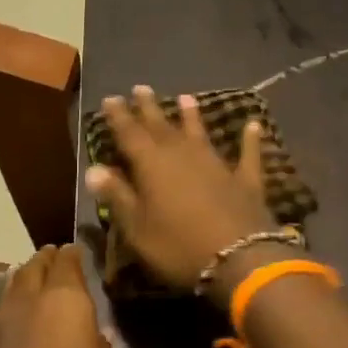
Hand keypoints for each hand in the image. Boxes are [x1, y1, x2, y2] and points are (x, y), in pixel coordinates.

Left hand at [0, 245, 132, 347]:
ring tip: (22, 273)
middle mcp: (27, 306)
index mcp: (65, 302)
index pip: (67, 264)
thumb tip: (98, 336)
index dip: (72, 254)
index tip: (75, 249)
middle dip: (44, 261)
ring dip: (17, 280)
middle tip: (51, 255)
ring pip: (6, 293)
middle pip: (34, 271)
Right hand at [83, 86, 278, 296]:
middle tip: (141, 88)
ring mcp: (217, 164)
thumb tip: (93, 169)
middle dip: (149, 108)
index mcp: (152, 165)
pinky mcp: (245, 180)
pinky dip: (250, 139)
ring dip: (192, 116)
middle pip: (162, 126)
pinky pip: (248, 154)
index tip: (110, 98)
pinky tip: (254, 125)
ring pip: (200, 133)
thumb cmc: (178, 246)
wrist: (239, 259)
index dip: (119, 117)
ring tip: (186, 97)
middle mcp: (183, 155)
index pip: (130, 134)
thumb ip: (117, 196)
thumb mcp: (137, 228)